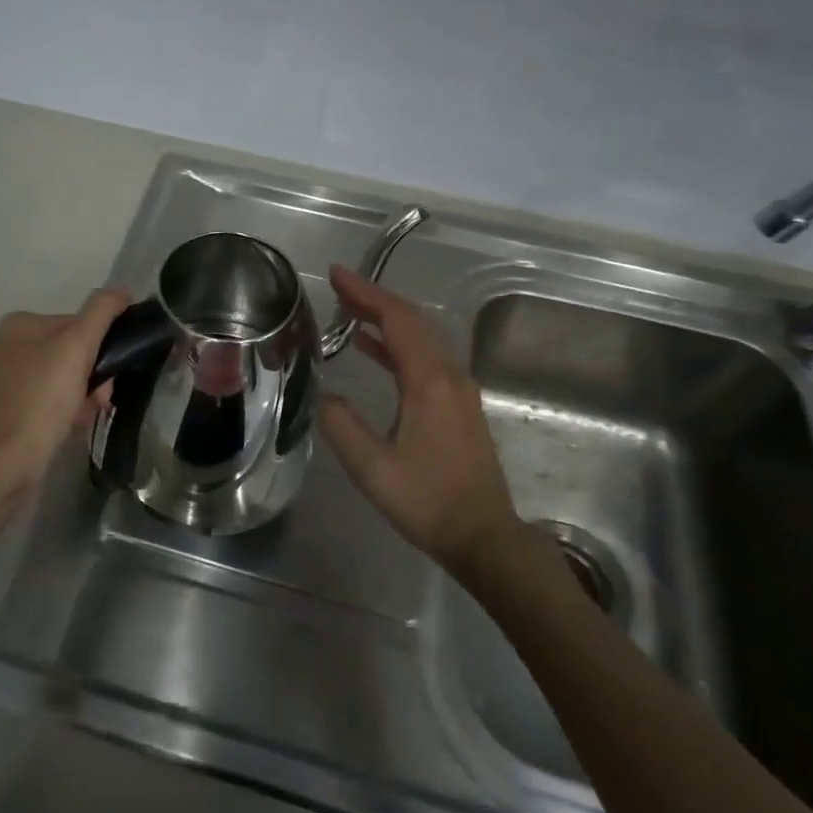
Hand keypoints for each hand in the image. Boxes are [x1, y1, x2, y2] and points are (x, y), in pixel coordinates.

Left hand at [0, 289, 129, 493]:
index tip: (110, 374)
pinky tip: (66, 432)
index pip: (74, 325)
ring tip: (83, 420)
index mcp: (16, 325)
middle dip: (90, 377)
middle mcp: (0, 348)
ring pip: (56, 382)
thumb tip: (121, 289)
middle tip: (100, 400)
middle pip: (66, 355)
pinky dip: (59, 416)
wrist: (4, 465)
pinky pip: (42, 407)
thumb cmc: (42, 400)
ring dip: (79, 398)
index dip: (99, 349)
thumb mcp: (78, 347)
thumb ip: (101, 312)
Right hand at [318, 265, 516, 573]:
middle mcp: (449, 375)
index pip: (397, 319)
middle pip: (412, 321)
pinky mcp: (458, 404)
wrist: (484, 537)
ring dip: (386, 319)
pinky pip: (425, 357)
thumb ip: (342, 426)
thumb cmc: (428, 501)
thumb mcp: (372, 468)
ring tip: (349, 310)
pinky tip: (373, 348)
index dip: (366, 293)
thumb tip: (328, 397)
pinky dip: (397, 343)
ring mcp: (458, 389)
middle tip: (339, 287)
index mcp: (430, 381)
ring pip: (421, 337)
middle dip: (375, 298)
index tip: (337, 275)